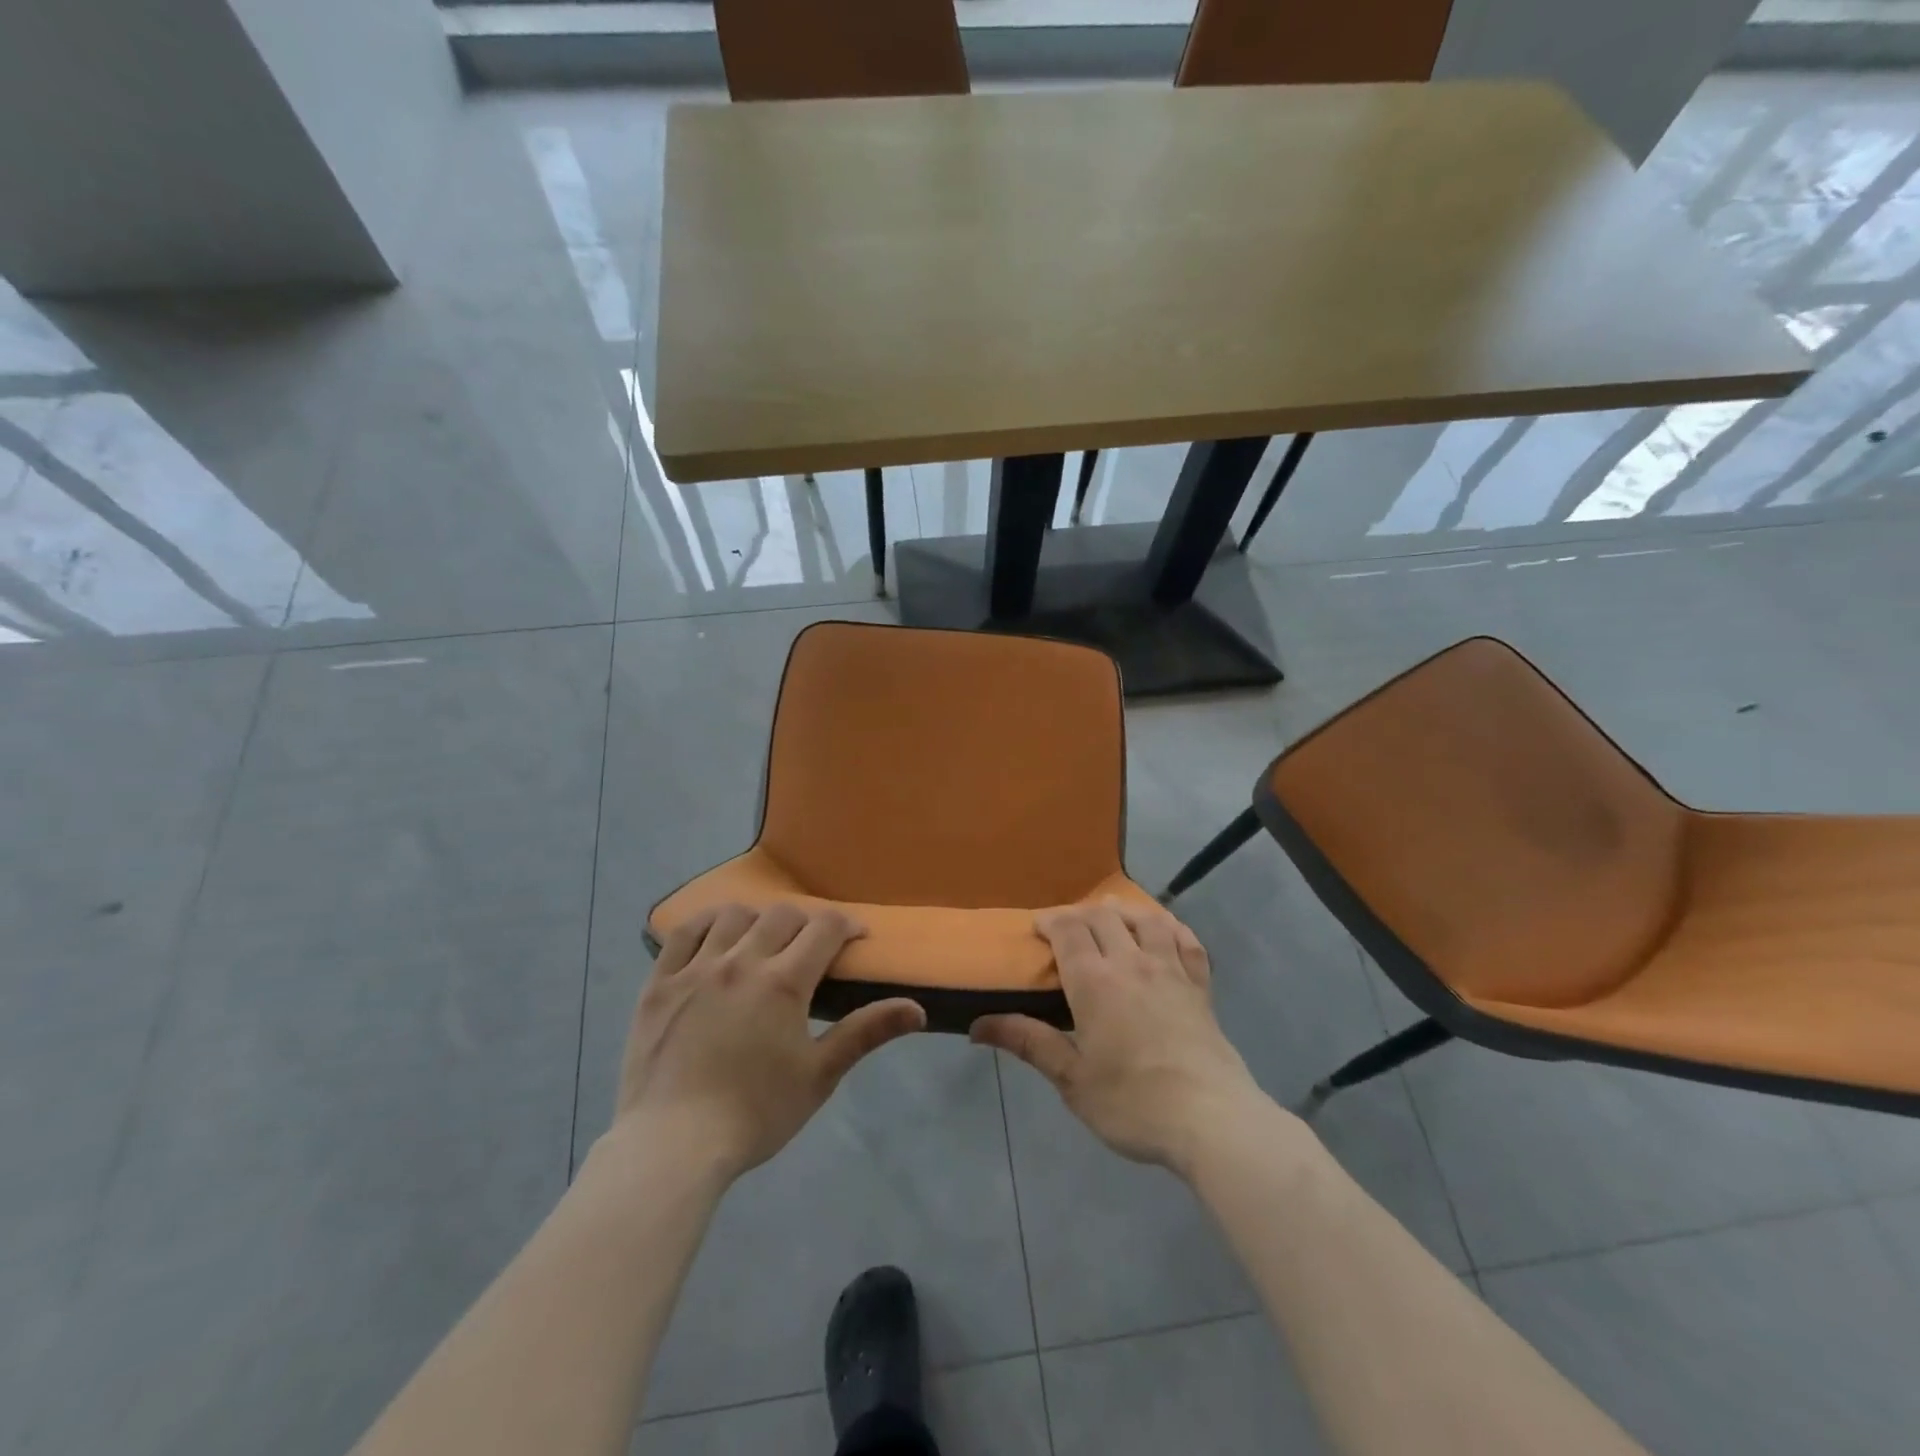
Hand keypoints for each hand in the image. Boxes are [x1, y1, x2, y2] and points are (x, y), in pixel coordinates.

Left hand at [612, 902, 926, 1178]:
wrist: (672, 1146)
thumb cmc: (755, 1114)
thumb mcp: (819, 1076)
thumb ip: (866, 1033)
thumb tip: (918, 1010)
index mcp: (783, 982)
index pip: (825, 928)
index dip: (847, 925)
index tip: (856, 937)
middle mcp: (741, 961)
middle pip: (783, 915)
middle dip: (807, 922)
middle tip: (813, 947)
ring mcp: (695, 968)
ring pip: (734, 915)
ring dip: (759, 919)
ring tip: (764, 940)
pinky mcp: (660, 982)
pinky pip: (683, 932)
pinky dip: (707, 922)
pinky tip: (717, 932)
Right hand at [971, 900, 1262, 1175]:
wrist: (1210, 1119)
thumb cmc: (1131, 1103)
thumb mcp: (1071, 1079)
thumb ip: (1028, 1042)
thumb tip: (976, 1025)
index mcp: (1094, 981)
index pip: (1068, 929)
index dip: (1050, 920)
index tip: (1037, 927)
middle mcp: (1131, 962)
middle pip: (1102, 916)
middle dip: (1079, 914)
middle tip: (1066, 929)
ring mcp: (1170, 970)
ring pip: (1145, 919)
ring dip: (1122, 911)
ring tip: (1111, 918)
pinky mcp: (1200, 986)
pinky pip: (1186, 941)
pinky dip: (1170, 928)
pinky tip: (1163, 932)